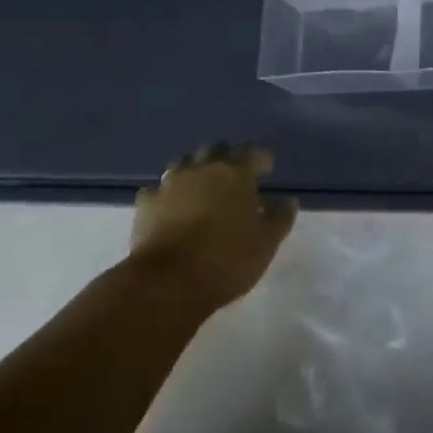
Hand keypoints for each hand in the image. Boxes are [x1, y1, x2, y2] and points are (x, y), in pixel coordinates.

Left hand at [130, 143, 298, 307]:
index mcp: (235, 174)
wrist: (167, 281)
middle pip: (216, 150)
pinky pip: (159, 190)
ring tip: (202, 188)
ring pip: (185, 163)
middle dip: (227, 159)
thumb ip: (279, 218)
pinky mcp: (146, 203)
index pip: (252, 152)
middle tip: (235, 177)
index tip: (266, 170)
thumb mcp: (266, 244)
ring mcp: (170, 183)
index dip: (261, 159)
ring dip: (196, 170)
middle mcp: (202, 169)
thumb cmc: (226, 260)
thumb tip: (287, 201)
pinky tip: (171, 208)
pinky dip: (168, 195)